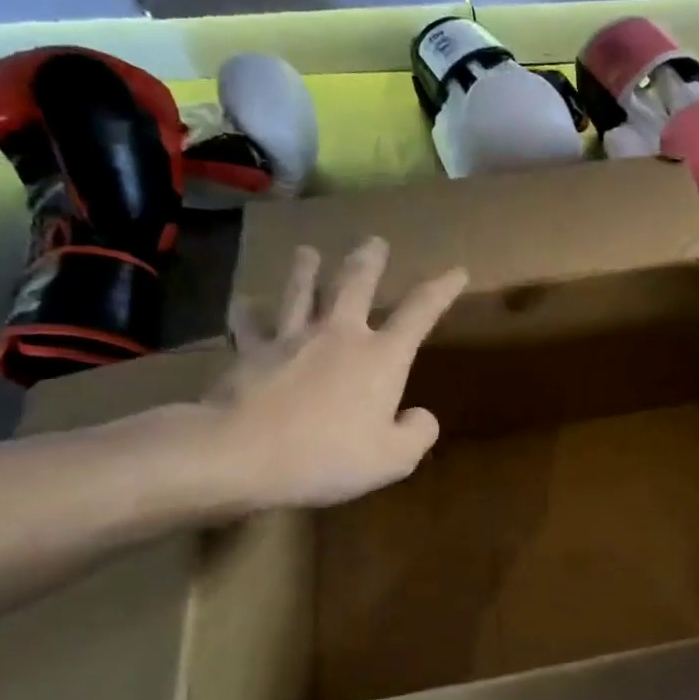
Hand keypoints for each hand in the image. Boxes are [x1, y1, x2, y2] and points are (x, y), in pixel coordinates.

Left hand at [201, 239, 465, 511]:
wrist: (241, 453)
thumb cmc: (328, 456)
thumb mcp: (394, 458)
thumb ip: (417, 433)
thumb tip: (419, 416)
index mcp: (381, 357)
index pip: (420, 313)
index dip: (441, 290)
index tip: (457, 271)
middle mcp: (339, 335)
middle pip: (355, 285)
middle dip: (369, 261)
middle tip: (375, 241)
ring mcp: (291, 338)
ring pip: (300, 292)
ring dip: (306, 270)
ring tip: (307, 252)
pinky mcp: (250, 352)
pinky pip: (249, 324)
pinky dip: (248, 311)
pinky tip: (245, 301)